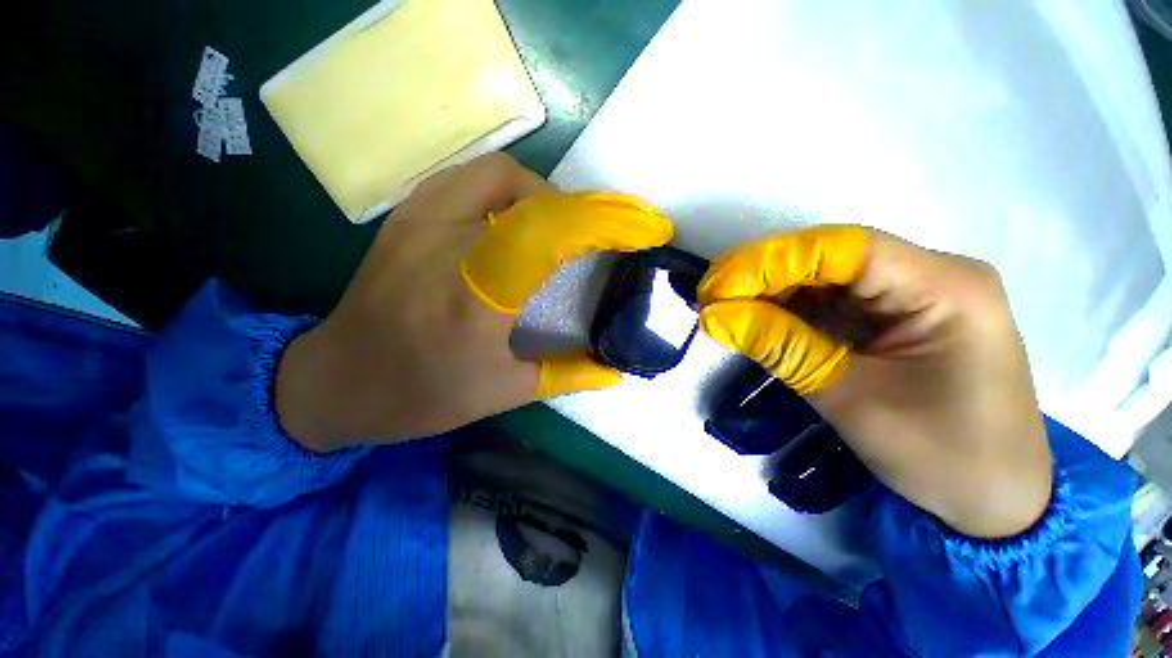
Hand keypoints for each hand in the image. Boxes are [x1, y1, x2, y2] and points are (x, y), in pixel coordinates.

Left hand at [276, 154, 671, 450]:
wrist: (334, 380)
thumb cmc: (417, 396)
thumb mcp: (500, 394)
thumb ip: (565, 376)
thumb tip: (615, 371)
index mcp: (472, 297)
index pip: (546, 232)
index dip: (602, 222)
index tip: (641, 229)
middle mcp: (442, 244)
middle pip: (523, 187)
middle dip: (573, 207)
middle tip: (589, 238)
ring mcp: (416, 220)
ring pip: (495, 171)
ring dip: (539, 194)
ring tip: (554, 230)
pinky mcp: (404, 216)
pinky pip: (467, 179)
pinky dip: (505, 192)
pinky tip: (512, 225)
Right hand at [698, 226, 1051, 538]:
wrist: (996, 504)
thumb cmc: (943, 458)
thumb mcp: (850, 400)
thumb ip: (780, 347)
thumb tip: (714, 315)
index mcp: (945, 287)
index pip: (843, 249)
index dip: (770, 260)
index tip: (717, 287)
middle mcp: (933, 275)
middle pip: (831, 258)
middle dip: (763, 276)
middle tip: (711, 299)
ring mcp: (915, 295)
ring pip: (826, 278)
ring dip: (770, 294)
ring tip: (725, 313)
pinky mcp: (897, 317)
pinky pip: (833, 301)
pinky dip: (789, 311)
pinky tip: (757, 322)